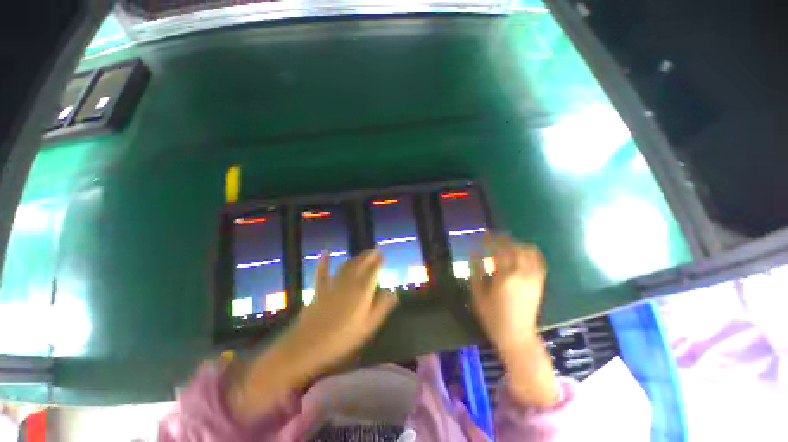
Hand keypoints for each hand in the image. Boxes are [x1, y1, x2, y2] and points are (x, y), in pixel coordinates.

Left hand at [286, 248, 398, 374]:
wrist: (309, 345)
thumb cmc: (343, 338)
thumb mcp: (368, 326)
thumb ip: (382, 307)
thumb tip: (393, 291)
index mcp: (362, 291)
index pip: (373, 271)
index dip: (379, 261)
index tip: (383, 254)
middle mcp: (349, 282)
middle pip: (361, 264)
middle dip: (369, 255)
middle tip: (375, 249)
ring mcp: (333, 284)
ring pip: (346, 266)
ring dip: (355, 257)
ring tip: (362, 253)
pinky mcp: (319, 289)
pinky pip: (323, 271)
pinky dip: (325, 261)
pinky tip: (326, 251)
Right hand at [470, 234, 546, 351]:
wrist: (517, 335)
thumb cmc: (493, 316)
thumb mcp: (478, 294)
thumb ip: (476, 271)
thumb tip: (474, 254)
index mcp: (505, 276)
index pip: (499, 249)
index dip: (490, 239)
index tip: (483, 234)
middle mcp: (522, 273)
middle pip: (515, 247)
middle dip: (503, 238)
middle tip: (493, 236)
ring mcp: (534, 277)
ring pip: (529, 251)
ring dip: (517, 243)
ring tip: (506, 243)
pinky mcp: (540, 282)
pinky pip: (539, 261)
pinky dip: (531, 252)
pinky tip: (522, 251)